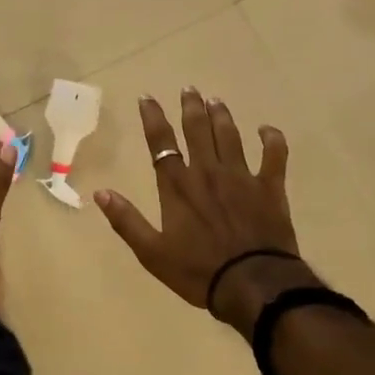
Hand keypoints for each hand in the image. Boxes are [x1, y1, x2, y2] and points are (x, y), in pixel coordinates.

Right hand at [94, 88, 311, 328]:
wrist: (253, 285)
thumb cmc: (199, 271)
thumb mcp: (152, 253)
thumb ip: (127, 221)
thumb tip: (100, 193)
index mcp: (178, 186)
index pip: (161, 143)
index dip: (153, 118)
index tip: (147, 97)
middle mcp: (207, 172)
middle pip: (197, 130)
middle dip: (191, 107)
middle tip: (189, 89)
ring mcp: (241, 177)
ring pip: (230, 136)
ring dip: (221, 116)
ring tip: (216, 100)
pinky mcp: (270, 188)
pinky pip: (274, 156)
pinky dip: (272, 140)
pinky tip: (267, 130)